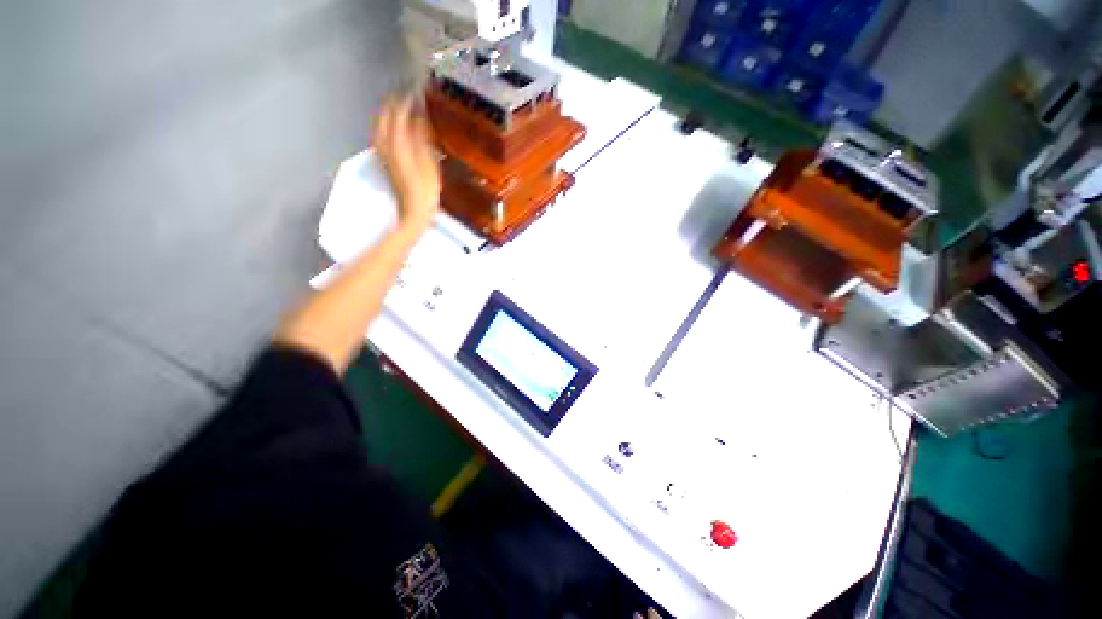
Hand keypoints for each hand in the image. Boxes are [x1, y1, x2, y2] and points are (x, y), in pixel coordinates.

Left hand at [375, 96, 441, 231]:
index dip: (407, 99)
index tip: (416, 90)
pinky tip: (394, 126)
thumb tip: (419, 115)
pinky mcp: (384, 159)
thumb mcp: (429, 161)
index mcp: (398, 141)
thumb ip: (422, 136)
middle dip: (394, 102)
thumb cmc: (426, 189)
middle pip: (386, 115)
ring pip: (381, 123)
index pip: (399, 111)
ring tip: (400, 106)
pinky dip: (388, 125)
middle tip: (406, 94)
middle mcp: (385, 142)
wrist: (413, 210)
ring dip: (389, 113)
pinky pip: (382, 134)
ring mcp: (382, 151)